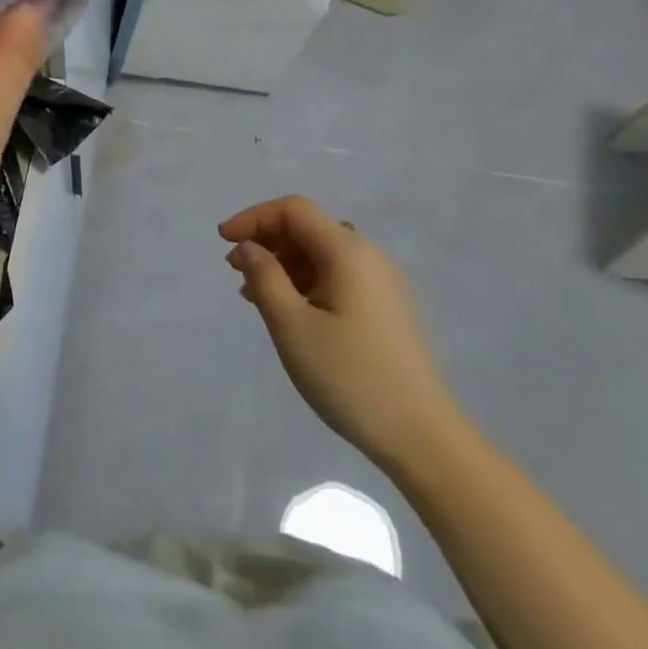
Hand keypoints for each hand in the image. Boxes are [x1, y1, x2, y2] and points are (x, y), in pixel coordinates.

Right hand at [220, 196, 464, 472]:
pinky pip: (336, 276)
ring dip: (283, 263)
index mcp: (348, 251)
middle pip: (308, 228)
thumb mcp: (293, 327)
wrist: (424, 438)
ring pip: (321, 254)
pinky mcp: (385, 307)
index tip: (223, 241)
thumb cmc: (350, 377)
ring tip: (253, 294)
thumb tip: (248, 247)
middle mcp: (368, 255)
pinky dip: (305, 281)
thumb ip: (264, 277)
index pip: (293, 210)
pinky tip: (288, 310)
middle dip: (267, 240)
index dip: (254, 217)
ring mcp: (381, 282)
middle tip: (234, 269)